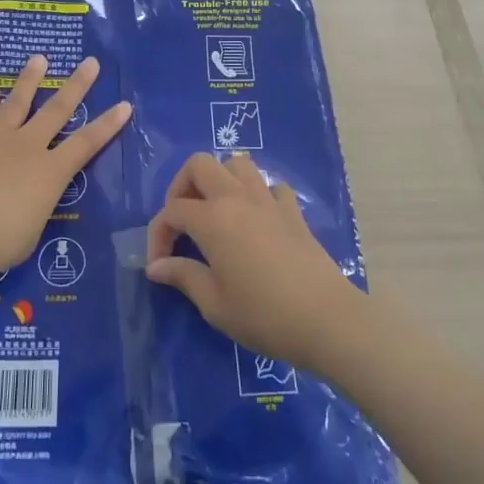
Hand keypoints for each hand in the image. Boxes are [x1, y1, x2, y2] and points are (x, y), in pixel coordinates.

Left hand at [0, 54, 130, 280]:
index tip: (124, 104)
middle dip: (77, 85)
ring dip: (30, 79)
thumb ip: (34, 210)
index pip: (87, 143)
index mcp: (50, 172)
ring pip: (18, 101)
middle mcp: (27, 146)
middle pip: (57, 110)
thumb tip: (28, 202)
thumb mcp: (29, 234)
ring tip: (39, 58)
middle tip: (90, 62)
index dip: (108, 124)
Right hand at [144, 153, 364, 369]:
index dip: (158, 234)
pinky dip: (257, 194)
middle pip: (200, 165)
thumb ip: (183, 276)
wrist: (326, 320)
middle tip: (182, 221)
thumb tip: (157, 266)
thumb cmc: (263, 314)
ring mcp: (268, 200)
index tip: (159, 264)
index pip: (172, 210)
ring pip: (236, 164)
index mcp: (212, 219)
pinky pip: (269, 186)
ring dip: (219, 180)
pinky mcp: (293, 211)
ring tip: (215, 212)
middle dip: (182, 186)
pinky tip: (256, 220)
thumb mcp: (214, 303)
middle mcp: (237, 198)